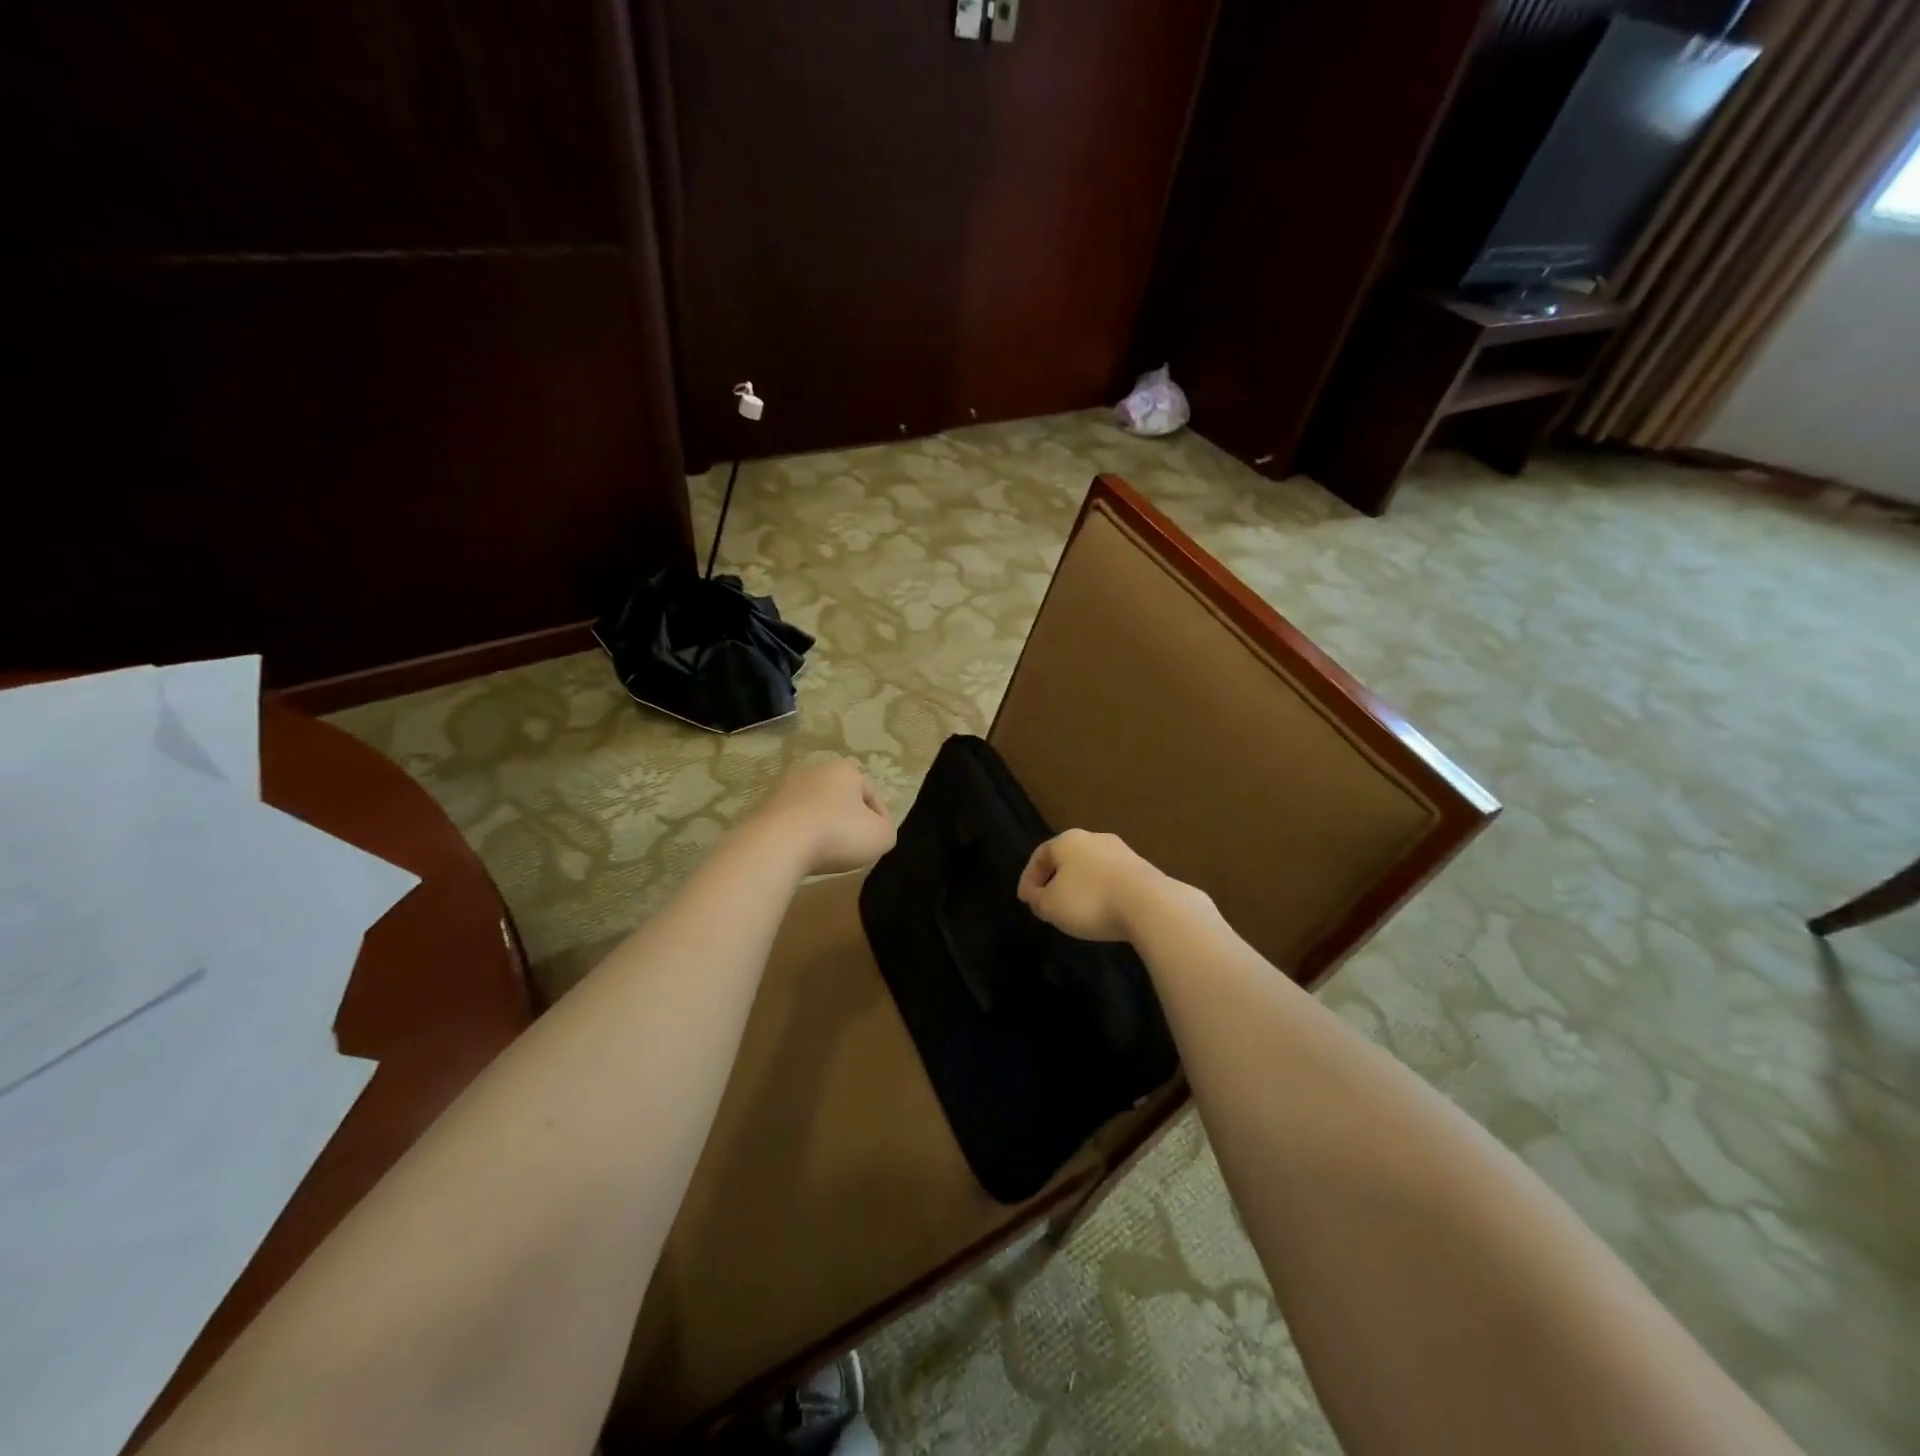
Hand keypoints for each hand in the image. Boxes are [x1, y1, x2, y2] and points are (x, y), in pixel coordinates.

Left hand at [752, 757, 896, 876]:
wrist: (777, 845)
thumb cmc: (837, 835)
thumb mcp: (881, 837)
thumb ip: (886, 830)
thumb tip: (876, 829)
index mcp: (845, 770)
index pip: (871, 793)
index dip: (879, 818)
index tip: (878, 840)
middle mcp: (814, 770)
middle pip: (840, 796)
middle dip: (847, 817)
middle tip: (852, 844)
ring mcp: (785, 787)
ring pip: (813, 807)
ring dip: (821, 825)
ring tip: (825, 851)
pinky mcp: (764, 806)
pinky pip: (791, 821)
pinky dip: (798, 834)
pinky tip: (801, 852)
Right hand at [1017, 828, 1179, 942]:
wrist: (1150, 905)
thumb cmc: (1090, 901)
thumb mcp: (1051, 906)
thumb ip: (1038, 900)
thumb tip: (1037, 896)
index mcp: (1067, 840)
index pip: (1040, 855)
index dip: (1028, 878)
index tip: (1026, 901)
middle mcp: (1094, 838)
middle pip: (1066, 859)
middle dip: (1055, 881)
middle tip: (1049, 903)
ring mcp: (1121, 851)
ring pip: (1090, 868)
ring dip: (1080, 887)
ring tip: (1076, 911)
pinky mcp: (1142, 868)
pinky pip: (1112, 879)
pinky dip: (1101, 892)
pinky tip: (1103, 910)